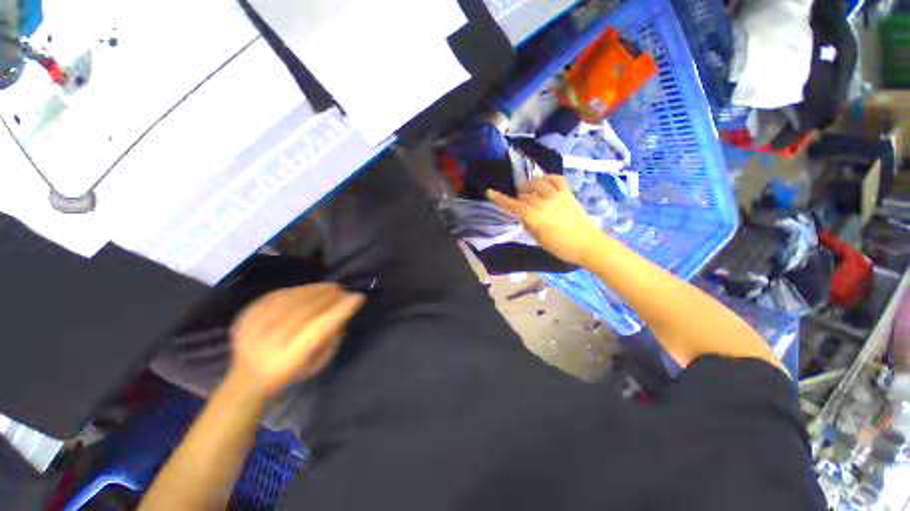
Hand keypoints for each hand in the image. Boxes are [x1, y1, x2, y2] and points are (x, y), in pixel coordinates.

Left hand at [229, 284, 364, 398]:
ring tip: (331, 287)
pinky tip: (310, 289)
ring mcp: (253, 326)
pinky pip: (278, 294)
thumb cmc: (290, 373)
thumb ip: (331, 338)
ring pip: (292, 299)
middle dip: (330, 296)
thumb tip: (342, 311)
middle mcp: (268, 341)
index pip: (319, 328)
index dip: (341, 310)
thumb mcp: (317, 364)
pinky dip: (299, 289)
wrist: (246, 378)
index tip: (358, 297)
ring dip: (316, 290)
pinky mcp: (246, 314)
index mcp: (288, 359)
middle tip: (345, 290)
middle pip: (305, 310)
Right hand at [487, 175, 604, 265]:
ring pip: (539, 183)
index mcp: (536, 218)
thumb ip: (529, 225)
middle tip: (518, 202)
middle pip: (525, 195)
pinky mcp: (568, 193)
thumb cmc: (561, 247)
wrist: (587, 244)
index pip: (515, 206)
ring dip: (530, 184)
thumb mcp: (539, 240)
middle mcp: (545, 203)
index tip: (490, 192)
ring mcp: (558, 196)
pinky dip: (548, 177)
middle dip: (518, 197)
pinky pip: (557, 179)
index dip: (501, 199)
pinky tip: (544, 181)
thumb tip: (522, 215)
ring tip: (528, 189)